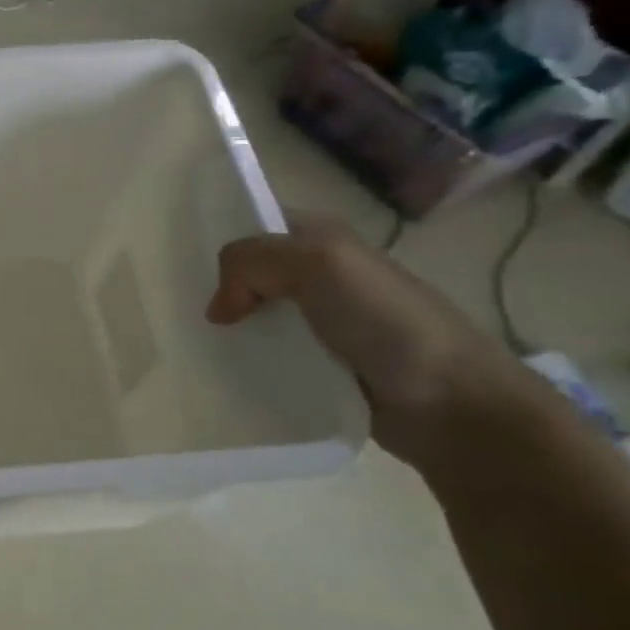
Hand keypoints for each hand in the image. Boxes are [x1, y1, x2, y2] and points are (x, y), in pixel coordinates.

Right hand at [205, 216, 527, 455]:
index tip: (179, 267)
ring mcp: (320, 325)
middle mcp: (319, 276)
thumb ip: (253, 262)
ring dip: (227, 332)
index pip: (254, 226)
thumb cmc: (386, 320)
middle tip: (176, 311)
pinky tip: (222, 374)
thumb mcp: (319, 263)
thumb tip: (218, 308)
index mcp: (322, 239)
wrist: (452, 404)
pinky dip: (245, 365)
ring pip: (254, 318)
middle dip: (214, 289)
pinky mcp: (319, 368)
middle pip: (248, 274)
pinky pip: (268, 358)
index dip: (219, 239)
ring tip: (191, 347)